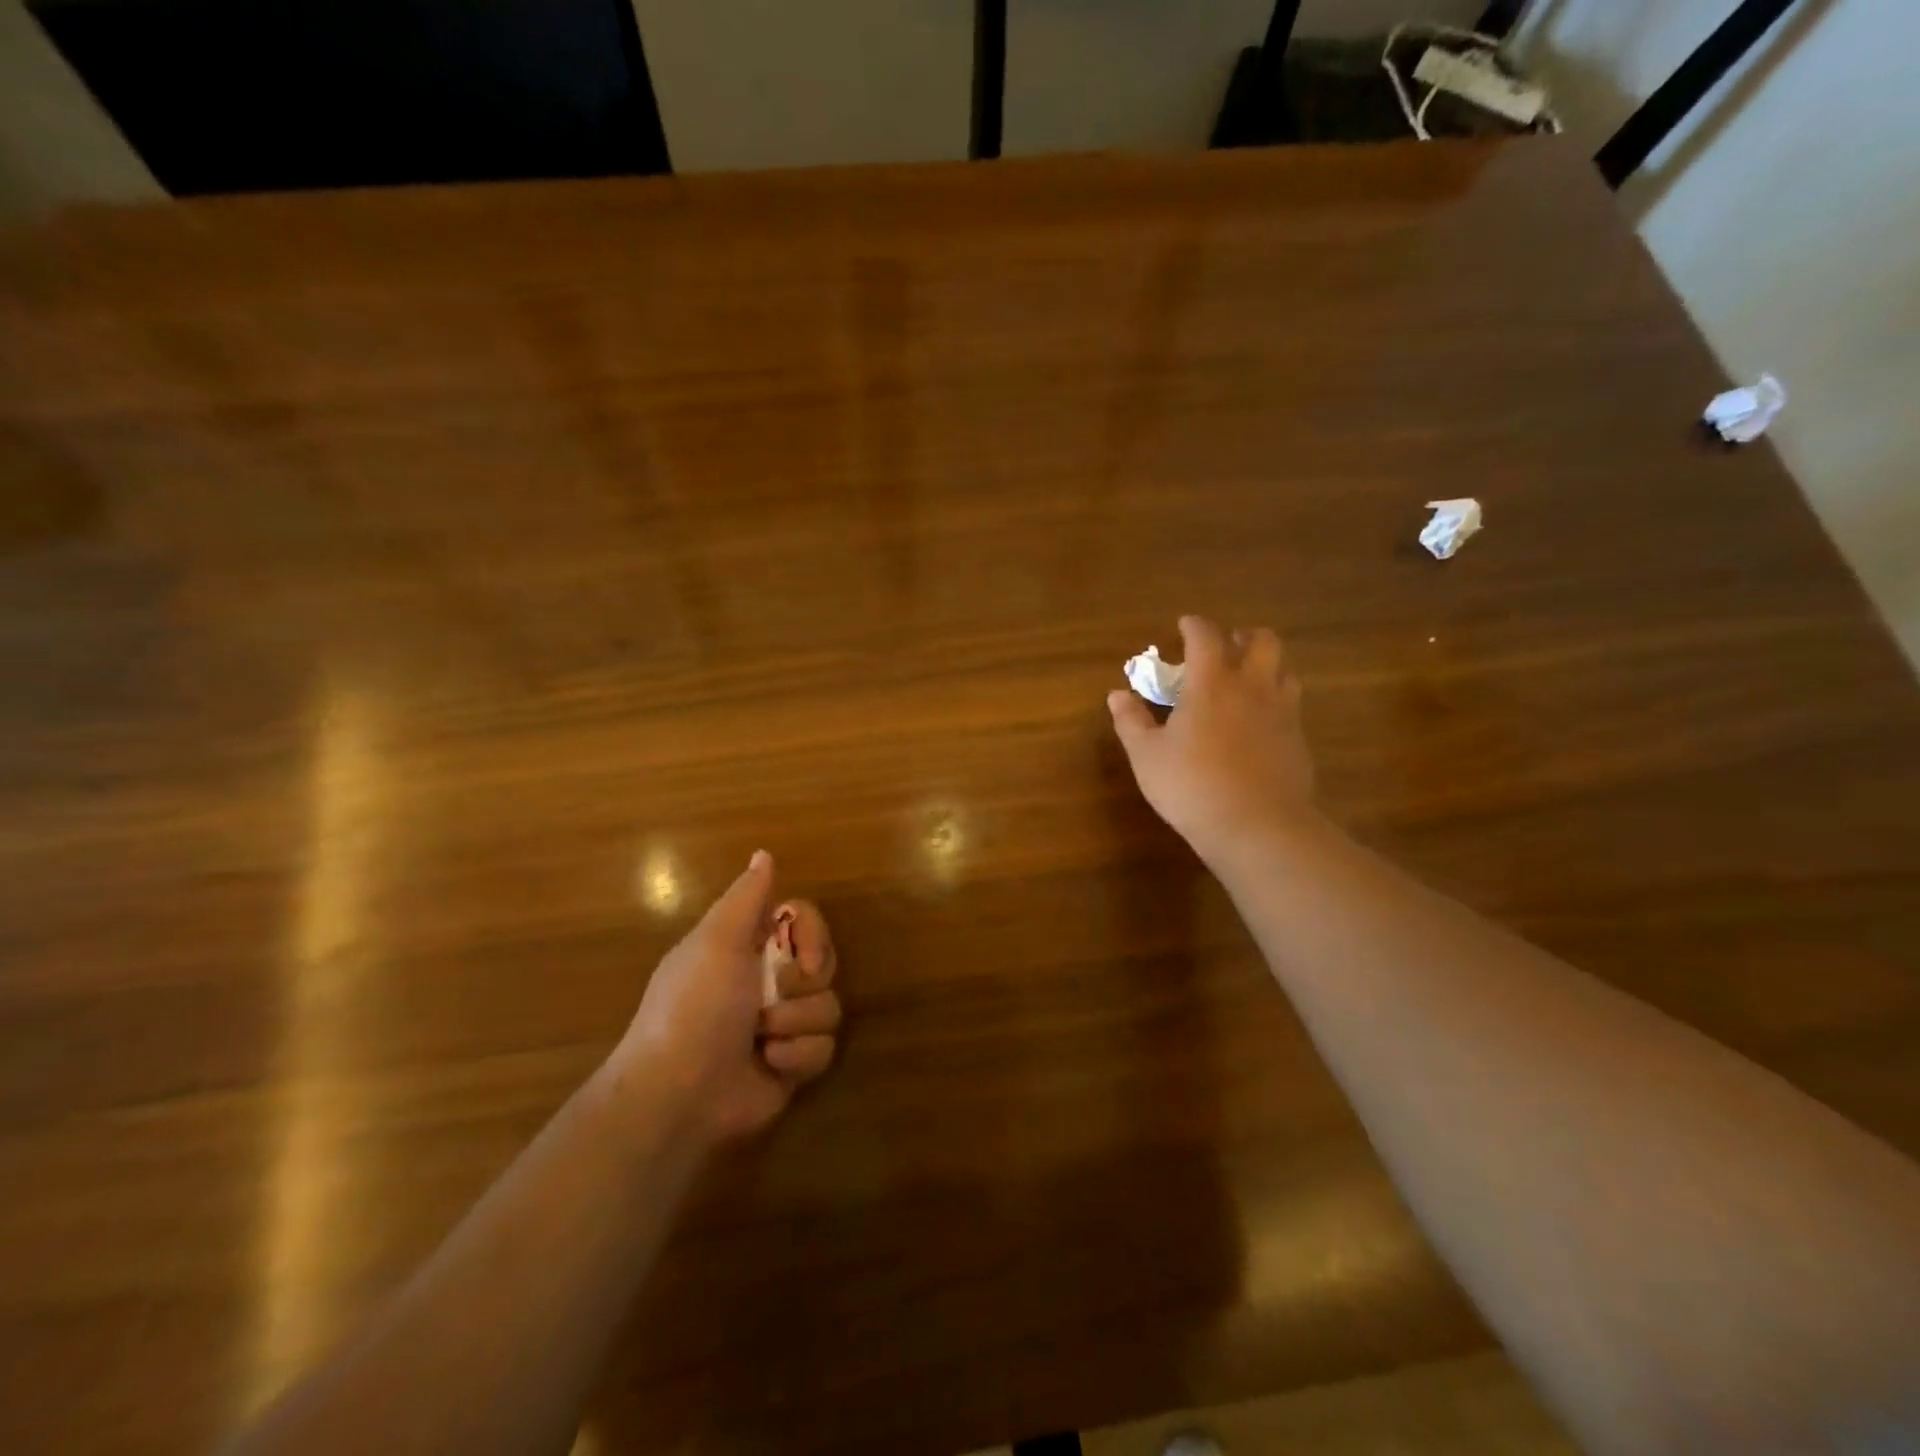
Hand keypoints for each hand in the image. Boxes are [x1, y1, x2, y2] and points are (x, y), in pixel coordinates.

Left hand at [614, 851, 840, 1146]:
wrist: (679, 1094)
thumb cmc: (695, 1007)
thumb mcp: (716, 941)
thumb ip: (746, 897)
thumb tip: (763, 853)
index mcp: (749, 946)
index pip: (805, 920)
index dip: (812, 935)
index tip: (801, 954)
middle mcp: (769, 980)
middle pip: (824, 963)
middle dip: (803, 983)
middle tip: (773, 997)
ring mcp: (784, 1024)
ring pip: (829, 1007)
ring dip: (796, 1023)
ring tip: (762, 1040)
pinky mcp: (794, 1063)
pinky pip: (825, 1048)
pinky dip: (798, 1056)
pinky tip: (769, 1065)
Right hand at [1108, 615, 1318, 862]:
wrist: (1257, 826)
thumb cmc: (1191, 786)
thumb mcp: (1147, 756)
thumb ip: (1131, 721)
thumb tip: (1117, 695)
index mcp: (1211, 683)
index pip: (1206, 636)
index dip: (1194, 626)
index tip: (1184, 625)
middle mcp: (1252, 687)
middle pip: (1262, 641)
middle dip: (1243, 636)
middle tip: (1226, 647)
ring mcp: (1282, 712)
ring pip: (1283, 669)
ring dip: (1265, 665)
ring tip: (1246, 680)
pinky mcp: (1298, 739)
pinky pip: (1290, 704)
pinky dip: (1274, 700)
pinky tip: (1259, 723)